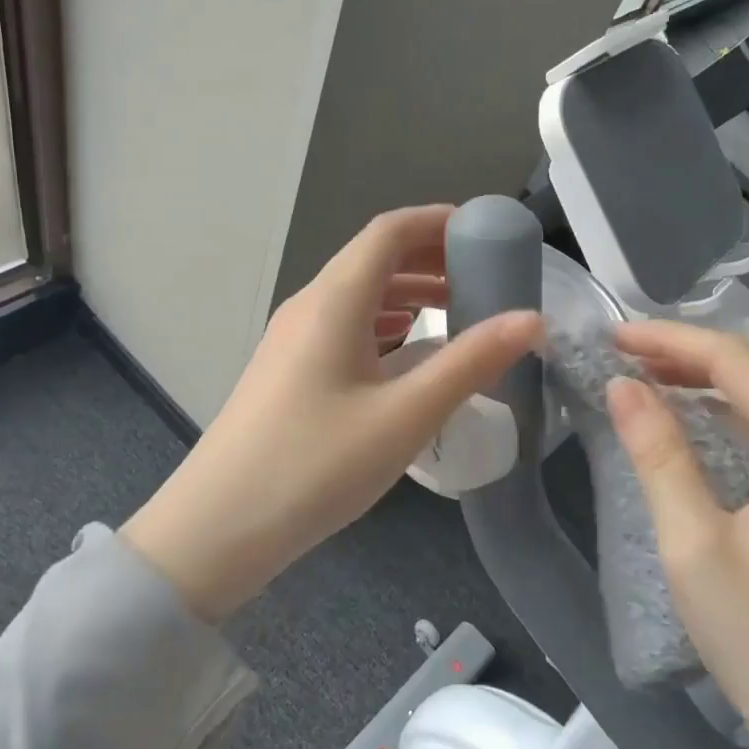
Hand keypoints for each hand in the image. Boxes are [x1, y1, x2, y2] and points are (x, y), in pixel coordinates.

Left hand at [121, 206, 541, 621]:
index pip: (389, 231)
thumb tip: (531, 319)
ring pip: (358, 296)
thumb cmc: (316, 465)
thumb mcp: (405, 415)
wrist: (218, 527)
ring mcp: (291, 341)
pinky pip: (343, 329)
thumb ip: (471, 363)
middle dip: (430, 259)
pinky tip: (408, 357)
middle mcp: (309, 307)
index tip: (486, 232)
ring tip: (457, 313)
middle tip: (484, 277)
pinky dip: (385, 327)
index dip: (438, 221)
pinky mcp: (287, 373)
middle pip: (373, 259)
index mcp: (334, 300)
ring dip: (408, 294)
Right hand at [606, 321, 748, 748]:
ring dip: (704, 382)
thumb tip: (622, 385)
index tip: (613, 335)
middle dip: (687, 354)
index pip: (739, 363)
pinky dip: (723, 416)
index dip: (671, 341)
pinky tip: (687, 419)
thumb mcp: (693, 543)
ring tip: (643, 374)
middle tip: (620, 351)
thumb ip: (659, 454)